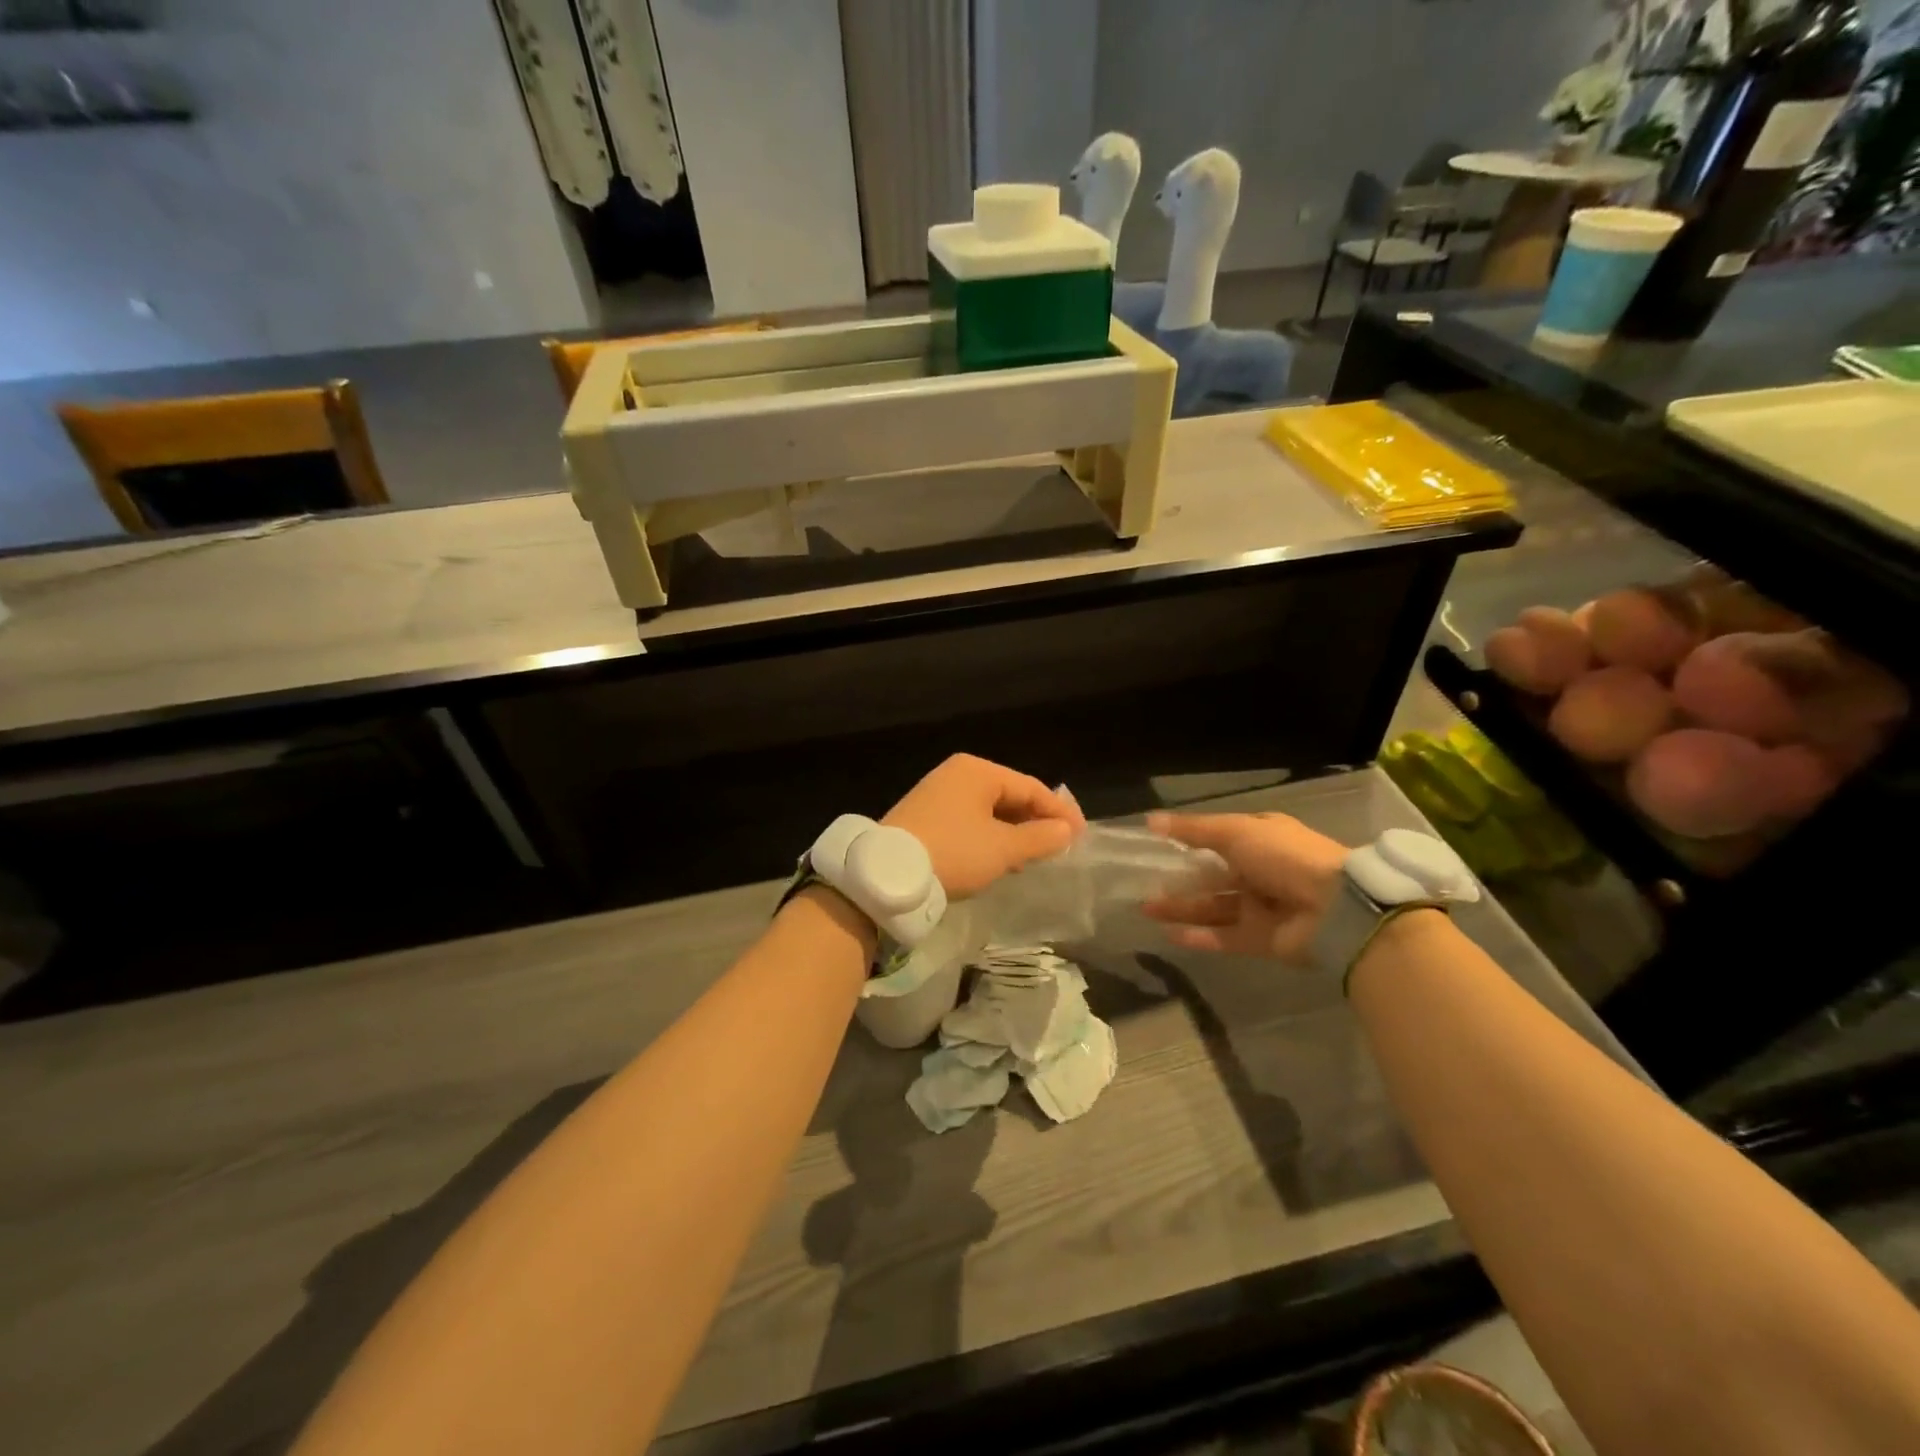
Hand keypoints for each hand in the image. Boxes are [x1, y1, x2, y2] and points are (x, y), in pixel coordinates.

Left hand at [883, 755, 1084, 900]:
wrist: (887, 875)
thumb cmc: (954, 853)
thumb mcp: (1003, 849)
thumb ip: (1040, 838)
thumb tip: (1066, 831)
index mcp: (978, 771)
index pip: (1031, 787)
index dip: (1059, 812)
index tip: (1081, 835)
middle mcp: (957, 774)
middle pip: (1009, 795)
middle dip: (1035, 821)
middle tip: (1059, 847)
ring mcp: (938, 794)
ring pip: (989, 810)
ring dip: (1013, 832)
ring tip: (1033, 857)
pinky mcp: (925, 817)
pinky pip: (969, 821)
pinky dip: (990, 836)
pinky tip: (999, 857)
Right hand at [1143, 812, 1347, 964]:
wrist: (1336, 909)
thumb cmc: (1285, 857)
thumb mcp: (1235, 831)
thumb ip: (1192, 830)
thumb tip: (1149, 820)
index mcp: (1261, 839)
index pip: (1219, 839)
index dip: (1188, 842)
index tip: (1156, 847)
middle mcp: (1261, 872)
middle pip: (1212, 876)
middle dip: (1179, 880)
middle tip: (1143, 884)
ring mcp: (1262, 908)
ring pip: (1214, 907)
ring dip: (1182, 908)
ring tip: (1147, 909)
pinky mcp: (1263, 940)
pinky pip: (1225, 937)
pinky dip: (1199, 936)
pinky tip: (1170, 935)